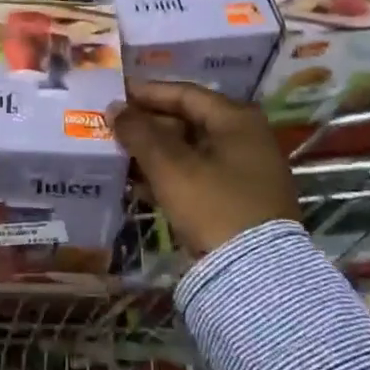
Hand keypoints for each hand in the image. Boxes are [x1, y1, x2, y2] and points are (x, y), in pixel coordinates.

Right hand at [108, 80, 298, 253]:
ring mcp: (246, 171)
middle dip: (148, 125)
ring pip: (191, 151)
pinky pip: (198, 176)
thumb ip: (139, 133)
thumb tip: (115, 108)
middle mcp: (246, 138)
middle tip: (113, 128)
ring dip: (155, 153)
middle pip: (188, 121)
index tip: (115, 95)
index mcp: (236, 120)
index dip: (146, 93)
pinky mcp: (240, 201)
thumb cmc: (213, 205)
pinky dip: (171, 176)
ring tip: (119, 155)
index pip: (184, 94)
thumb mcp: (170, 166)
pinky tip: (140, 184)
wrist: (257, 276)